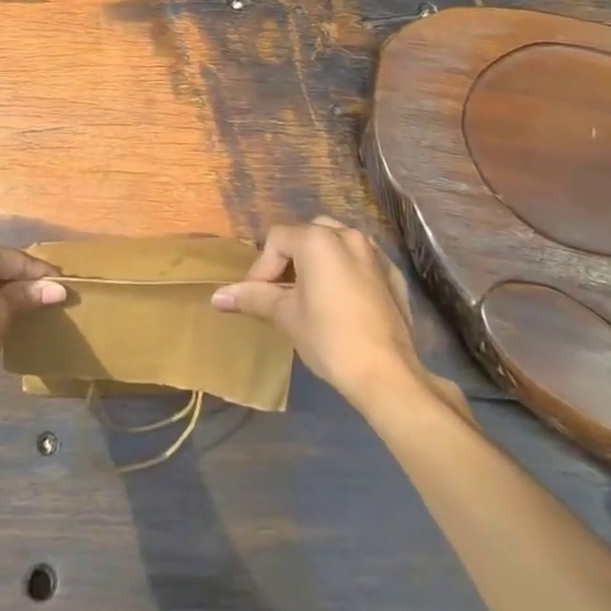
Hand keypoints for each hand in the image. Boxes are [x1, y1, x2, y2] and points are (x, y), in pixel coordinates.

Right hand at [213, 216, 437, 406]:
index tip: (257, 298)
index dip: (262, 267)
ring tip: (310, 296)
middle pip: (307, 235)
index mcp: (317, 239)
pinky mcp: (393, 276)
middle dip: (290, 260)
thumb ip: (253, 297)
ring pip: (337, 244)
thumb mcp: (286, 316)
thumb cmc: (329, 339)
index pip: (277, 240)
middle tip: (281, 292)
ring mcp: (374, 254)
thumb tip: (217, 296)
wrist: (387, 375)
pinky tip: (343, 302)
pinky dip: (347, 273)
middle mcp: (346, 235)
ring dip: (319, 263)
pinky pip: (362, 263)